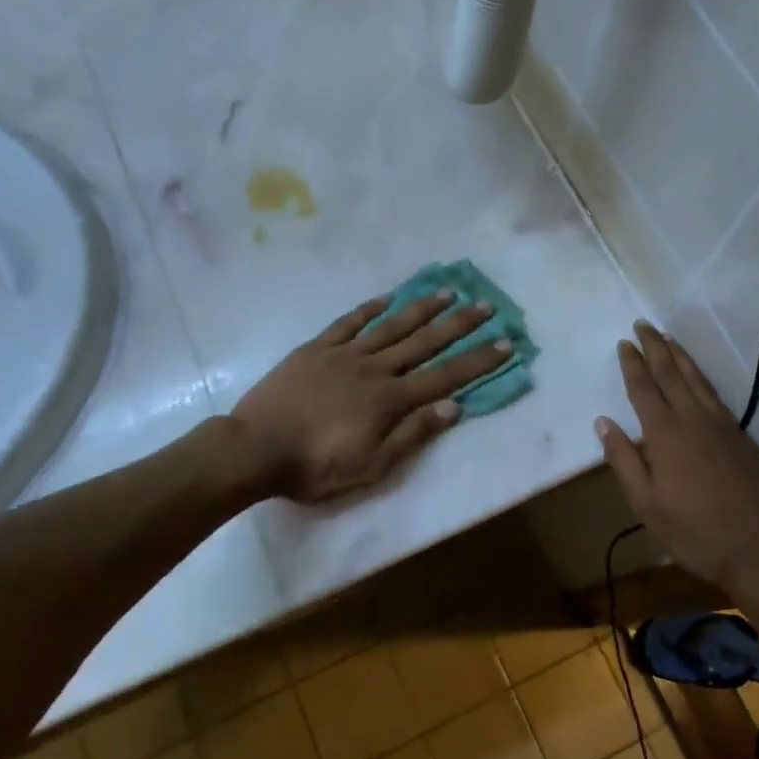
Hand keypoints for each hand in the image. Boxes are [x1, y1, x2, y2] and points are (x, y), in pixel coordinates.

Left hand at [231, 289, 511, 503]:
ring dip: (421, 309)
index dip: (477, 361)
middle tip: (486, 305)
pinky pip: (347, 323)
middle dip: (459, 325)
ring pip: (390, 326)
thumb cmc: (314, 467)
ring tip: (446, 292)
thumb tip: (453, 408)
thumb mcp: (370, 466)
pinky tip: (386, 299)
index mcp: (389, 400)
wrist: (253, 449)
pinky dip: (368, 309)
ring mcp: (343, 355)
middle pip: (424, 343)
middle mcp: (373, 369)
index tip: (505, 343)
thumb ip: (412, 435)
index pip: (445, 377)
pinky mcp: (315, 350)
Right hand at [596, 321, 758, 588]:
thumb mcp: (646, 503)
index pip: (643, 388)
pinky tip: (697, 376)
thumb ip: (623, 460)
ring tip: (668, 339)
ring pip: (697, 380)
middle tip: (644, 325)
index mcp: (665, 435)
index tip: (624, 343)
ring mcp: (722, 425)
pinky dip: (701, 376)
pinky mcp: (741, 436)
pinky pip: (715, 394)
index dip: (632, 364)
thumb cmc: (693, 531)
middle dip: (655, 348)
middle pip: (671, 374)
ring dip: (680, 356)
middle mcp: (693, 419)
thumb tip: (603, 423)